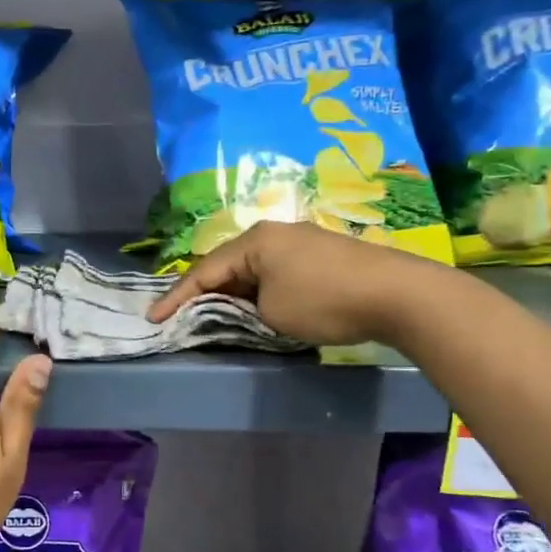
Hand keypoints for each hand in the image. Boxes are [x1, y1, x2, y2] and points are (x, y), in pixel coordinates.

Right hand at [147, 220, 445, 346]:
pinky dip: (259, 290)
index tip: (153, 318)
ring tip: (214, 313)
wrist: (397, 293)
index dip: (176, 297)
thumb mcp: (271, 313)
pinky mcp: (321, 254)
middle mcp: (273, 233)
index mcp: (254, 241)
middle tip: (180, 314)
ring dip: (233, 292)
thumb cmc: (324, 301)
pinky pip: (275, 271)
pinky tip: (257, 305)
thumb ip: (243, 309)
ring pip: (252, 268)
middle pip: (227, 264)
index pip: (204, 271)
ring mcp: (300, 241)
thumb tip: (244, 306)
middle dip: (203, 291)